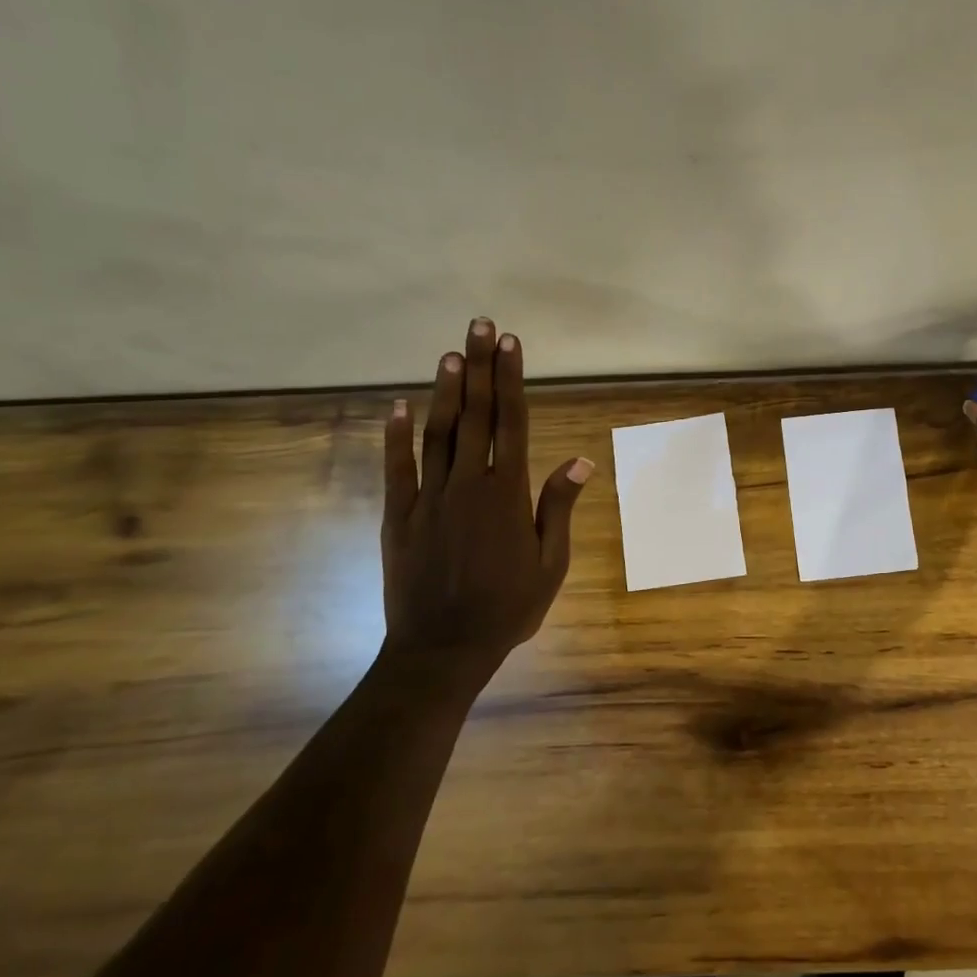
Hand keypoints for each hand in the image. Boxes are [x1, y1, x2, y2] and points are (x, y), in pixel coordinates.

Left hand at [380, 317, 592, 685]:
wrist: (442, 650)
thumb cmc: (507, 609)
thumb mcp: (550, 564)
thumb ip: (558, 508)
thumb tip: (580, 460)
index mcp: (507, 494)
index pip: (512, 423)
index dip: (512, 380)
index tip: (511, 344)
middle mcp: (468, 484)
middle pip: (475, 415)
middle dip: (480, 367)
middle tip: (481, 326)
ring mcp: (429, 497)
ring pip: (438, 433)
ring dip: (444, 391)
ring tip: (450, 353)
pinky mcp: (398, 515)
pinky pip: (397, 468)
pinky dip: (396, 436)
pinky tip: (397, 407)